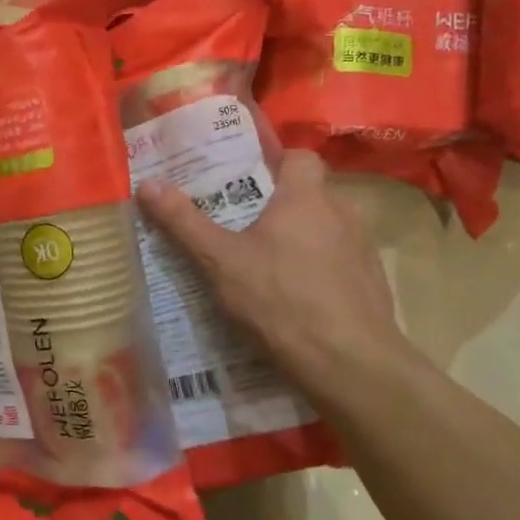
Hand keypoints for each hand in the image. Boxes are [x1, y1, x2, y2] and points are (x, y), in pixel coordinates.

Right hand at [137, 150, 412, 387]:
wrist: (349, 363)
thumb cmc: (279, 299)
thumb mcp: (219, 261)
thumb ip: (184, 222)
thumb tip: (148, 183)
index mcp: (306, 197)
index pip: (300, 156)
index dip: (275, 161)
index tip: (246, 176)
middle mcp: (342, 213)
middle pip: (311, 193)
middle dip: (280, 203)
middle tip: (243, 223)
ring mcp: (362, 249)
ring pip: (327, 229)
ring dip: (302, 237)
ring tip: (266, 261)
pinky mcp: (371, 283)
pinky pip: (340, 262)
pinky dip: (319, 269)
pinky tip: (296, 296)